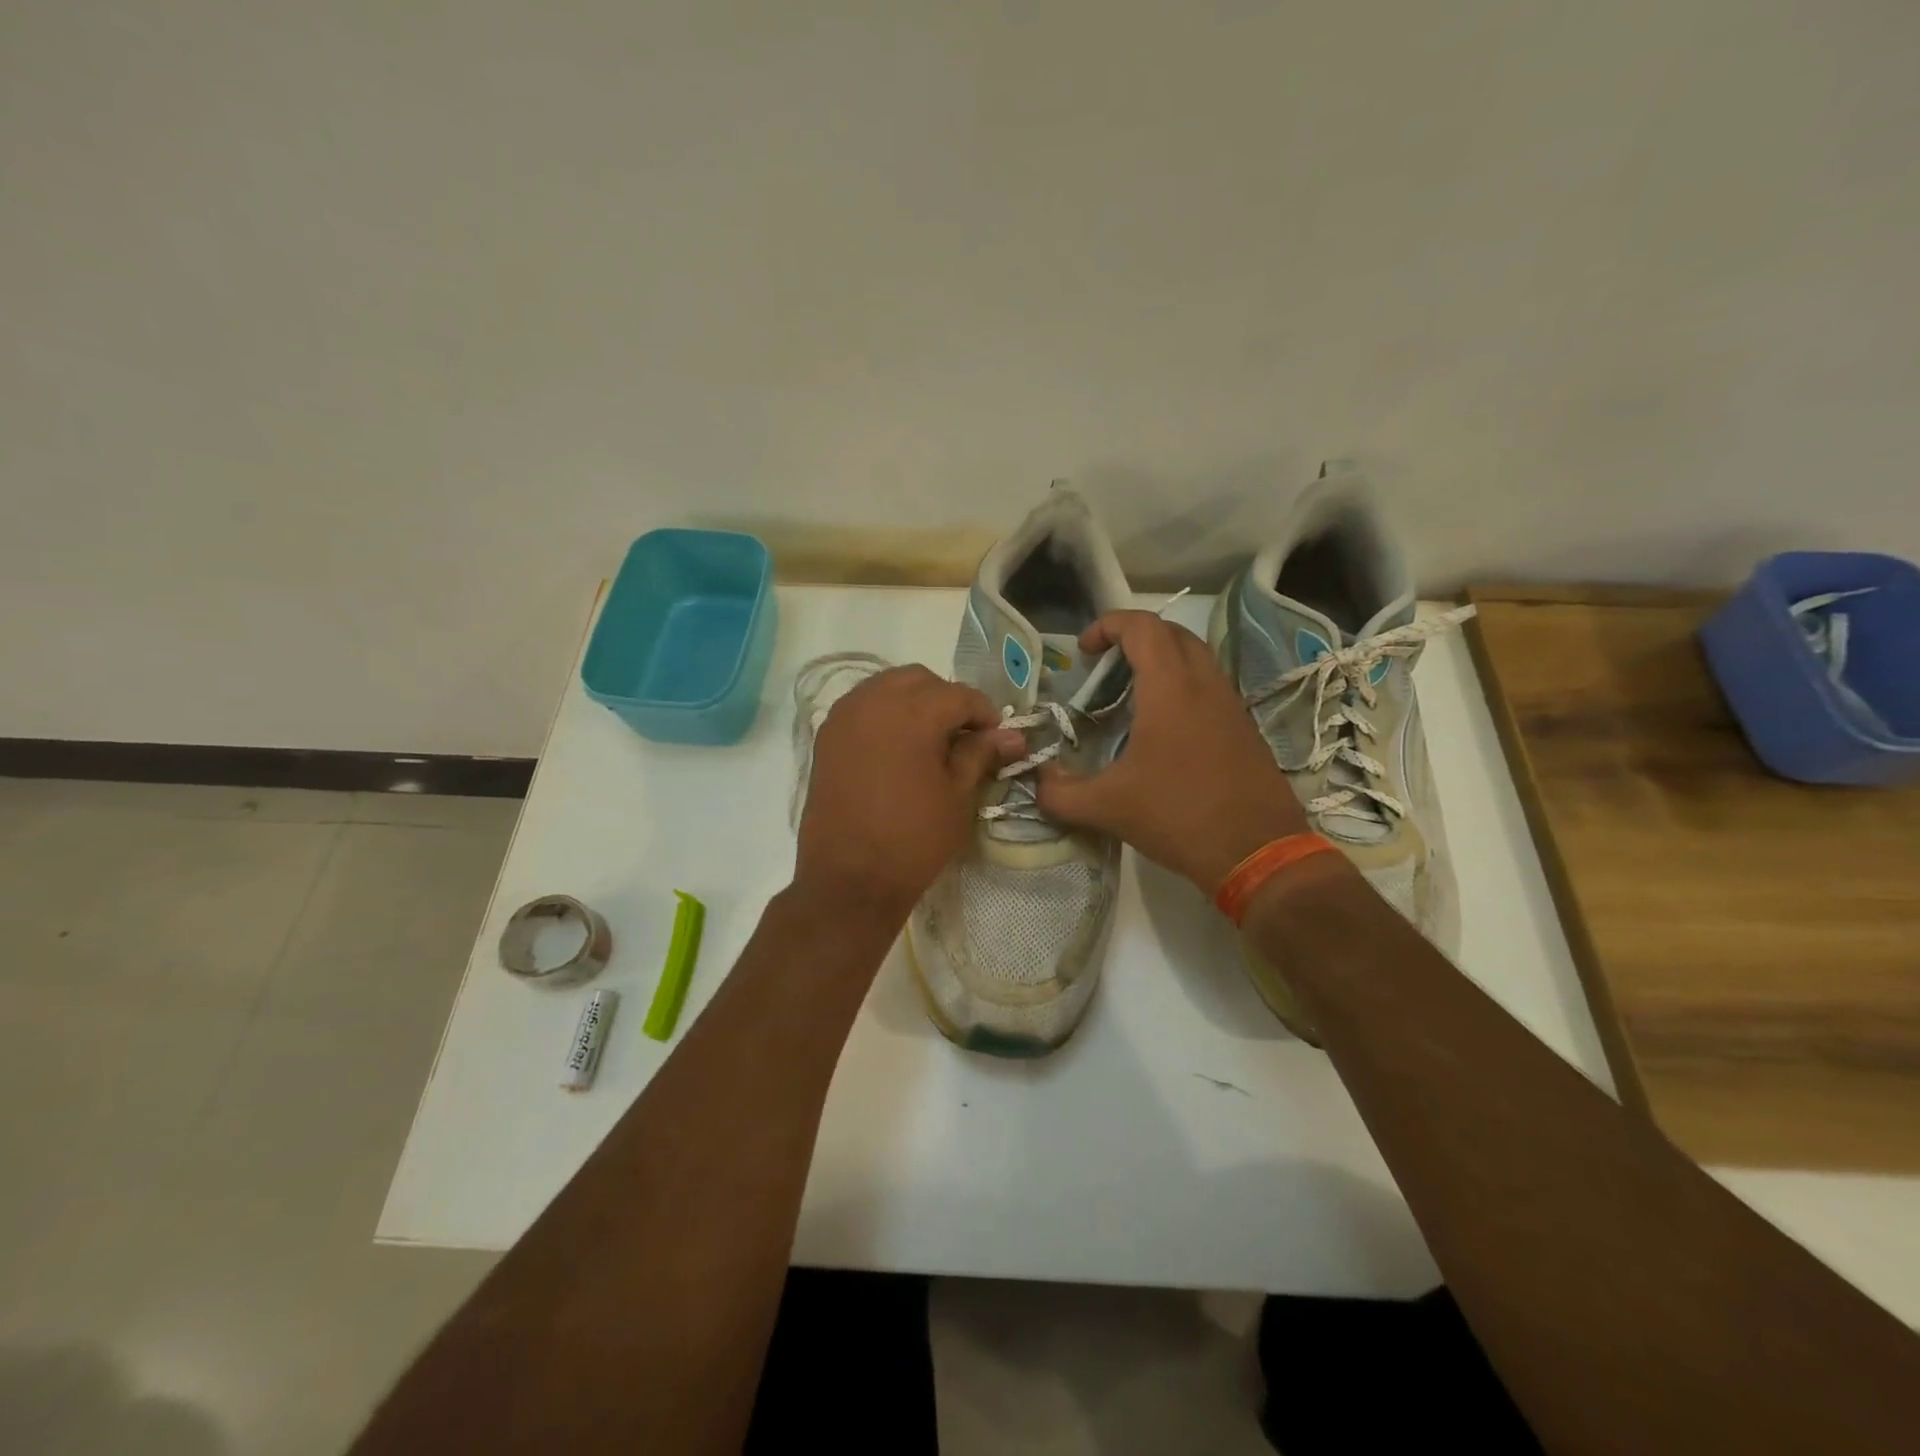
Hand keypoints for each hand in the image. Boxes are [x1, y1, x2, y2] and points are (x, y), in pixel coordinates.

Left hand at [794, 665, 1022, 930]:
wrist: (849, 879)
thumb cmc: (913, 840)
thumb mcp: (958, 796)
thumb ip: (981, 754)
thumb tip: (1012, 735)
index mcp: (912, 712)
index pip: (959, 695)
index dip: (985, 714)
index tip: (997, 739)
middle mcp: (873, 701)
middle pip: (920, 680)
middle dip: (947, 700)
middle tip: (963, 737)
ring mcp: (844, 716)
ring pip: (887, 686)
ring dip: (914, 701)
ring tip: (930, 740)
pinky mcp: (826, 736)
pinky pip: (862, 705)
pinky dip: (885, 713)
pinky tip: (897, 746)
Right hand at [1036, 611, 1308, 892]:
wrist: (1259, 853)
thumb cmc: (1180, 817)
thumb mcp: (1108, 808)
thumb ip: (1060, 792)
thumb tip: (1035, 781)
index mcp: (1170, 689)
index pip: (1142, 627)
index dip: (1108, 625)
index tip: (1084, 651)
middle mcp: (1205, 684)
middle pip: (1172, 634)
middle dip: (1135, 638)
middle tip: (1105, 667)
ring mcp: (1230, 705)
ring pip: (1196, 658)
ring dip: (1161, 662)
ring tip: (1130, 695)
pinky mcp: (1244, 728)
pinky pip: (1210, 686)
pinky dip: (1181, 687)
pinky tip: (1162, 729)